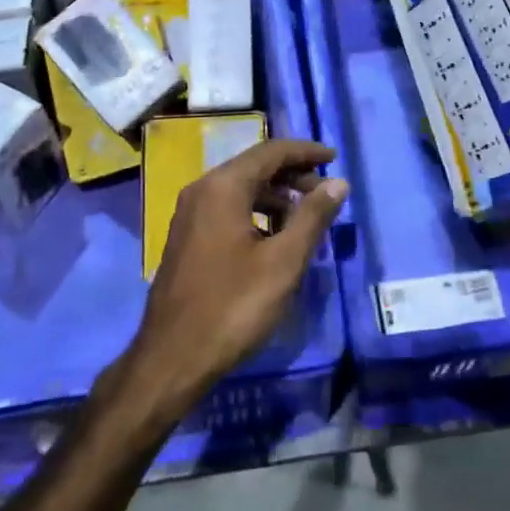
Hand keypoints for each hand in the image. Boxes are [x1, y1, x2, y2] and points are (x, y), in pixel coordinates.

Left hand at [117, 139, 347, 426]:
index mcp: (223, 187)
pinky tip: (274, 240)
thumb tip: (337, 182)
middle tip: (325, 194)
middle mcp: (202, 190)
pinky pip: (227, 209)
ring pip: (241, 189)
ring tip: (305, 220)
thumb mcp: (283, 262)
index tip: (334, 158)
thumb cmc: (232, 306)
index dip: (306, 152)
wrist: (172, 359)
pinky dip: (256, 213)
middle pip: (255, 166)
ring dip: (276, 196)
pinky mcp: (187, 237)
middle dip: (293, 175)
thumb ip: (312, 217)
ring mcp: (190, 214)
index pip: (271, 151)